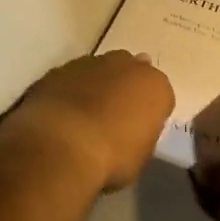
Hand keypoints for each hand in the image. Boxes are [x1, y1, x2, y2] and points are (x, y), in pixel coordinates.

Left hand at [12, 51, 173, 191]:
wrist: (61, 145)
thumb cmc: (112, 157)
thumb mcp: (141, 156)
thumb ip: (141, 134)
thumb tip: (131, 132)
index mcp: (155, 86)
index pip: (160, 95)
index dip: (149, 113)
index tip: (140, 130)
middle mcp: (126, 65)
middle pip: (130, 73)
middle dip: (124, 89)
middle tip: (114, 117)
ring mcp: (90, 63)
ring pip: (99, 71)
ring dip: (96, 87)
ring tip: (84, 117)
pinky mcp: (59, 69)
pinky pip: (71, 79)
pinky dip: (69, 92)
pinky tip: (62, 115)